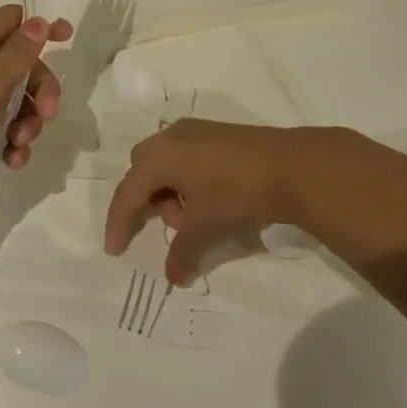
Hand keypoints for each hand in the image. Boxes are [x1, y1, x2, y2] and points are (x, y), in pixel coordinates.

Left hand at [0, 5, 73, 217]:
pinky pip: (0, 133)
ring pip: (16, 103)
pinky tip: (11, 161)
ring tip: (19, 144)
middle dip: (42, 88)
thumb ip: (18, 53)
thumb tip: (37, 20)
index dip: (39, 25)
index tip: (67, 38)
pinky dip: (12, 145)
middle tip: (48, 113)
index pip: (11, 20)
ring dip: (29, 122)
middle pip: (22, 65)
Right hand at [104, 119, 320, 284]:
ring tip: (196, 218)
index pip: (128, 192)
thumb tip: (173, 276)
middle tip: (167, 226)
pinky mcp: (217, 133)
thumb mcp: (207, 228)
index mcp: (160, 155)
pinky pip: (186, 157)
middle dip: (147, 201)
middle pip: (143, 170)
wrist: (292, 166)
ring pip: (166, 162)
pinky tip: (210, 199)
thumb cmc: (237, 193)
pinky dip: (187, 180)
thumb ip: (184, 252)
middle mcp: (172, 137)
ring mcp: (196, 131)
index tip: (115, 251)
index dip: (118, 223)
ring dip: (171, 192)